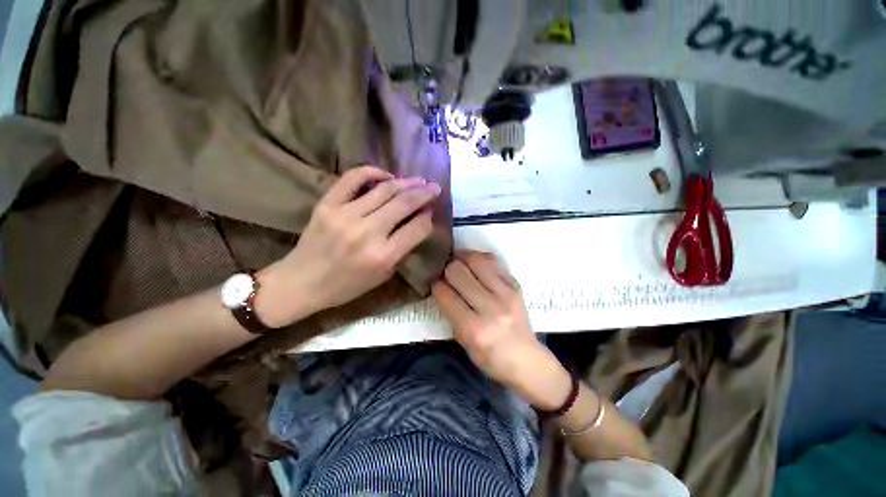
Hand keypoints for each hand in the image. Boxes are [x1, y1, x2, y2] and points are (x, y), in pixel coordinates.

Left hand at [257, 166, 440, 325]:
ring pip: (384, 190)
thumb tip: (419, 223)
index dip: (428, 218)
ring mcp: (345, 215)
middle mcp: (367, 233)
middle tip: (434, 188)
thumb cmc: (347, 286)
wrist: (302, 283)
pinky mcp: (327, 204)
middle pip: (404, 204)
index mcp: (383, 256)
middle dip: (424, 193)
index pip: (417, 228)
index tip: (431, 212)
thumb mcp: (383, 276)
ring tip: (418, 180)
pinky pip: (353, 179)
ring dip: (406, 182)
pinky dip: (372, 172)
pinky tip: (386, 175)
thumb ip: (403, 249)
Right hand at [432, 252, 569, 406]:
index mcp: (474, 328)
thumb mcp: (463, 342)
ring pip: (475, 260)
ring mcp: (506, 293)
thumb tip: (441, 285)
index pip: (445, 294)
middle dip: (447, 269)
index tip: (435, 283)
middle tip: (446, 273)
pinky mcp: (516, 285)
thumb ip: (451, 313)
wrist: (526, 360)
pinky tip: (474, 263)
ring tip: (458, 262)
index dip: (435, 285)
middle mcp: (491, 307)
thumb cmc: (490, 357)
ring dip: (462, 259)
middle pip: (458, 271)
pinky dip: (479, 258)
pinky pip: (493, 260)